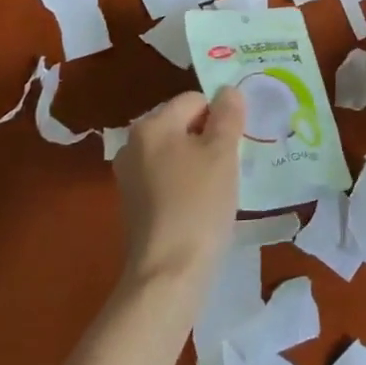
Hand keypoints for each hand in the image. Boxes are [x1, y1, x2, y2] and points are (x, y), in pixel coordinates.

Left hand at [112, 88, 244, 295]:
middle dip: (209, 139)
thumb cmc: (198, 204)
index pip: (194, 99)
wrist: (168, 273)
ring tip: (219, 190)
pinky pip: (167, 179)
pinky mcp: (134, 205)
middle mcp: (133, 144)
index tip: (235, 145)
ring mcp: (130, 176)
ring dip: (199, 163)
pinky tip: (201, 208)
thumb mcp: (222, 153)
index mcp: (151, 125)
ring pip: (177, 153)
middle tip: (230, 166)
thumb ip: (228, 115)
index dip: (220, 117)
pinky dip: (186, 186)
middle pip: (183, 125)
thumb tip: (229, 91)